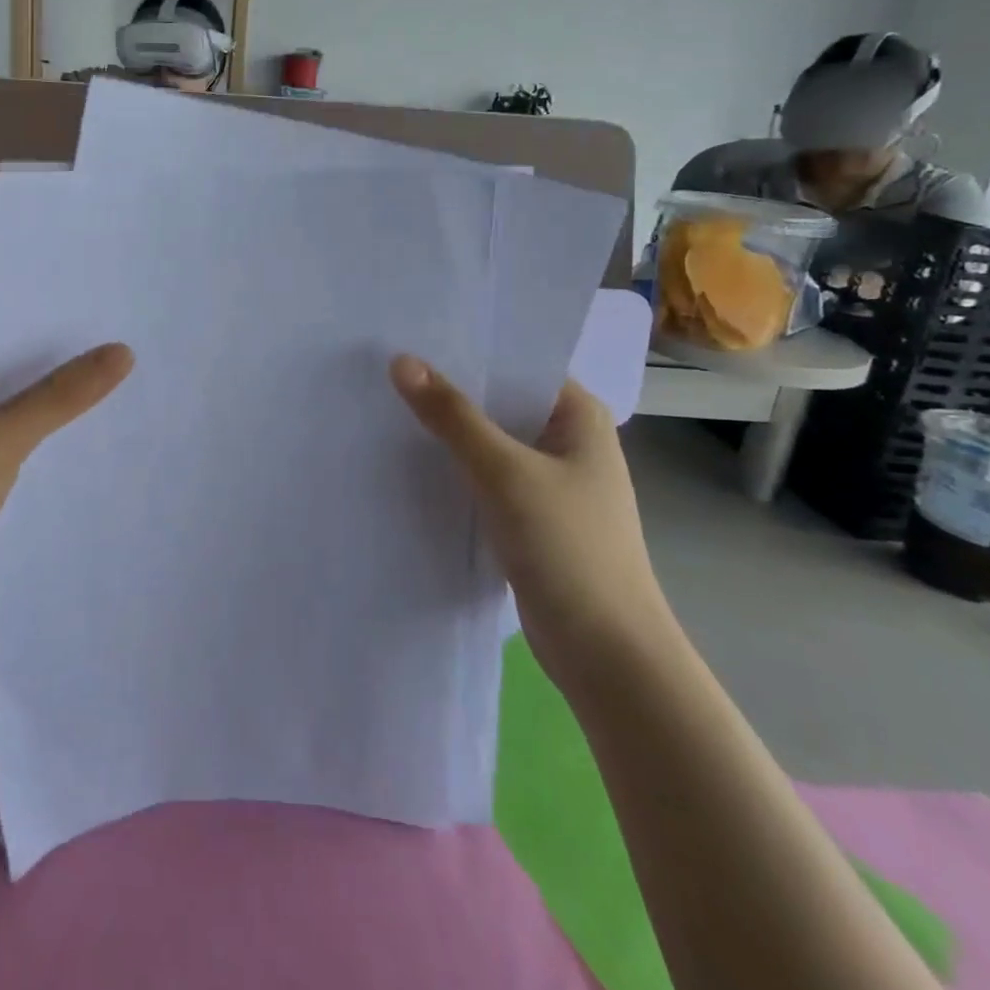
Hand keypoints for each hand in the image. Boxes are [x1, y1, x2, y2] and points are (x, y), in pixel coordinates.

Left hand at [0, 329, 132, 641]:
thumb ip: (60, 395)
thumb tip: (122, 351)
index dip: (38, 309)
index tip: (94, 298)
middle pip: (9, 365)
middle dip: (59, 355)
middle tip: (121, 333)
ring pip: (18, 407)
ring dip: (58, 399)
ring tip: (122, 375)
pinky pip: (19, 446)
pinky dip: (49, 438)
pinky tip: (94, 433)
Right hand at [389, 358, 673, 682]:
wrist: (604, 652)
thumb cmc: (568, 547)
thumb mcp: (505, 472)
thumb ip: (453, 416)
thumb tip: (401, 361)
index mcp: (578, 416)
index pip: (517, 364)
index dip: (467, 350)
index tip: (411, 336)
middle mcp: (566, 441)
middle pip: (498, 402)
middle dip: (448, 390)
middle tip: (386, 368)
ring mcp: (548, 482)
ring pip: (487, 442)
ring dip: (447, 432)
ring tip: (385, 406)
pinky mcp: (529, 517)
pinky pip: (483, 477)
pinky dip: (452, 469)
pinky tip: (407, 461)